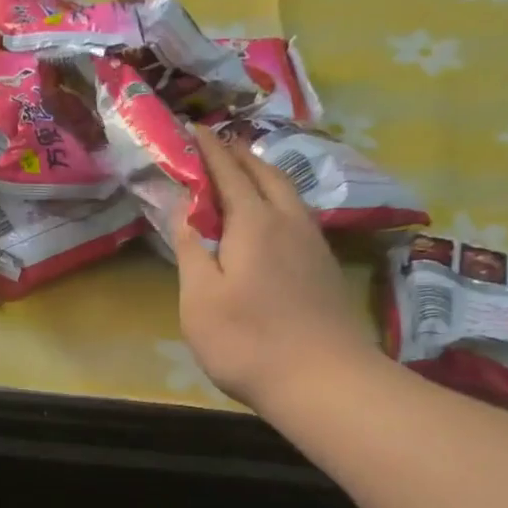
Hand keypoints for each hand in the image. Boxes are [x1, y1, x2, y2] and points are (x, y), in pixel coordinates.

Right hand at [172, 129, 377, 416]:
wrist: (322, 379)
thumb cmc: (247, 341)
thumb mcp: (200, 300)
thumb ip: (191, 250)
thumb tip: (184, 209)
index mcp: (253, 223)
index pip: (227, 173)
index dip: (208, 150)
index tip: (192, 128)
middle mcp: (288, 221)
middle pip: (264, 174)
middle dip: (238, 155)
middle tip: (216, 145)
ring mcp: (312, 242)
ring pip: (286, 192)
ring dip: (262, 174)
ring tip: (244, 171)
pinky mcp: (324, 265)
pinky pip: (297, 213)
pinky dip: (277, 199)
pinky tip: (272, 215)